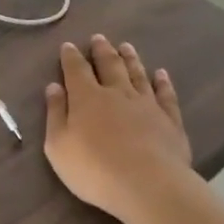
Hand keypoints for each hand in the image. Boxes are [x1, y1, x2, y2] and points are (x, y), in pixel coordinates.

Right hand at [43, 35, 191, 218]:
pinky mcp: (170, 119)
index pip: (76, 70)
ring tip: (126, 46)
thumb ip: (55, 114)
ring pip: (137, 74)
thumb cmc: (94, 169)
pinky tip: (161, 74)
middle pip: (109, 65)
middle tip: (99, 38)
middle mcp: (117, 93)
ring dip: (130, 59)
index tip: (69, 45)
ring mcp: (146, 104)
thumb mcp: (59, 146)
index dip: (71, 57)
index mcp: (86, 97)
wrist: (148, 185)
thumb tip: (53, 86)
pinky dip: (163, 82)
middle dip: (102, 50)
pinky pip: (165, 95)